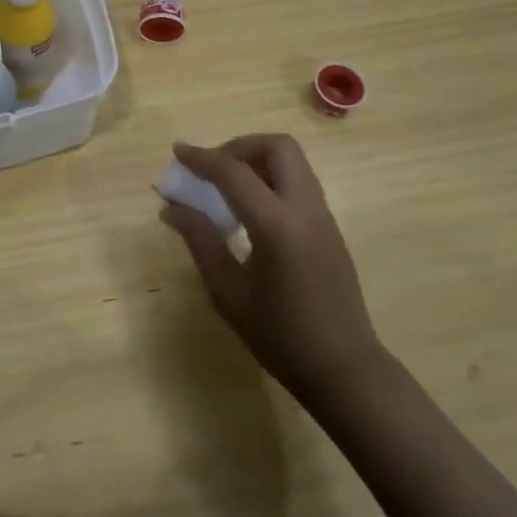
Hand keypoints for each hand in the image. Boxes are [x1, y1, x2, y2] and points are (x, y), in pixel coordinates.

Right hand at [161, 135, 383, 398]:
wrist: (345, 370)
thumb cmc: (280, 337)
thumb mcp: (227, 292)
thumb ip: (200, 240)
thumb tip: (171, 207)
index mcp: (277, 225)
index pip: (234, 172)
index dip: (202, 158)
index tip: (177, 152)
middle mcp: (305, 209)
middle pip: (278, 146)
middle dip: (239, 146)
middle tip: (212, 168)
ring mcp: (323, 216)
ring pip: (292, 161)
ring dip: (257, 160)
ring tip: (226, 186)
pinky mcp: (329, 227)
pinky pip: (299, 182)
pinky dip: (271, 178)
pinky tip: (250, 209)